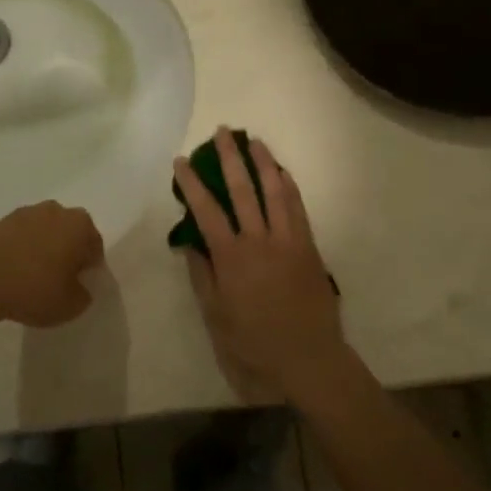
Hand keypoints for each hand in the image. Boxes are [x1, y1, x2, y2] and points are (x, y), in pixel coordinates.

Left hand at [0, 200, 102, 326]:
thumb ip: (84, 294)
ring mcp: (28, 212)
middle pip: (71, 233)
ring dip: (45, 246)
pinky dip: (24, 246)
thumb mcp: (72, 305)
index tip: (77, 285)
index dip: (88, 268)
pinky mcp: (4, 220)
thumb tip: (78, 286)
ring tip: (34, 274)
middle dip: (68, 251)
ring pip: (46, 231)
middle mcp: (57, 210)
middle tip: (58, 279)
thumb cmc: (36, 291)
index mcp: (80, 225)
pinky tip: (16, 268)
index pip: (94, 247)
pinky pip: (23, 234)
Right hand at [175, 130, 348, 400]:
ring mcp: (287, 240)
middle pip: (242, 190)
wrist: (308, 357)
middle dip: (230, 159)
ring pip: (274, 191)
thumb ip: (202, 276)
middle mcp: (259, 240)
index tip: (182, 161)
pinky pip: (298, 208)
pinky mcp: (308, 246)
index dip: (192, 183)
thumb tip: (191, 242)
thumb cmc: (255, 342)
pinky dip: (289, 187)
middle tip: (222, 133)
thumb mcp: (216, 316)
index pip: (206, 211)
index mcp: (231, 258)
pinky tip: (282, 173)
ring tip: (254, 141)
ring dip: (263, 163)